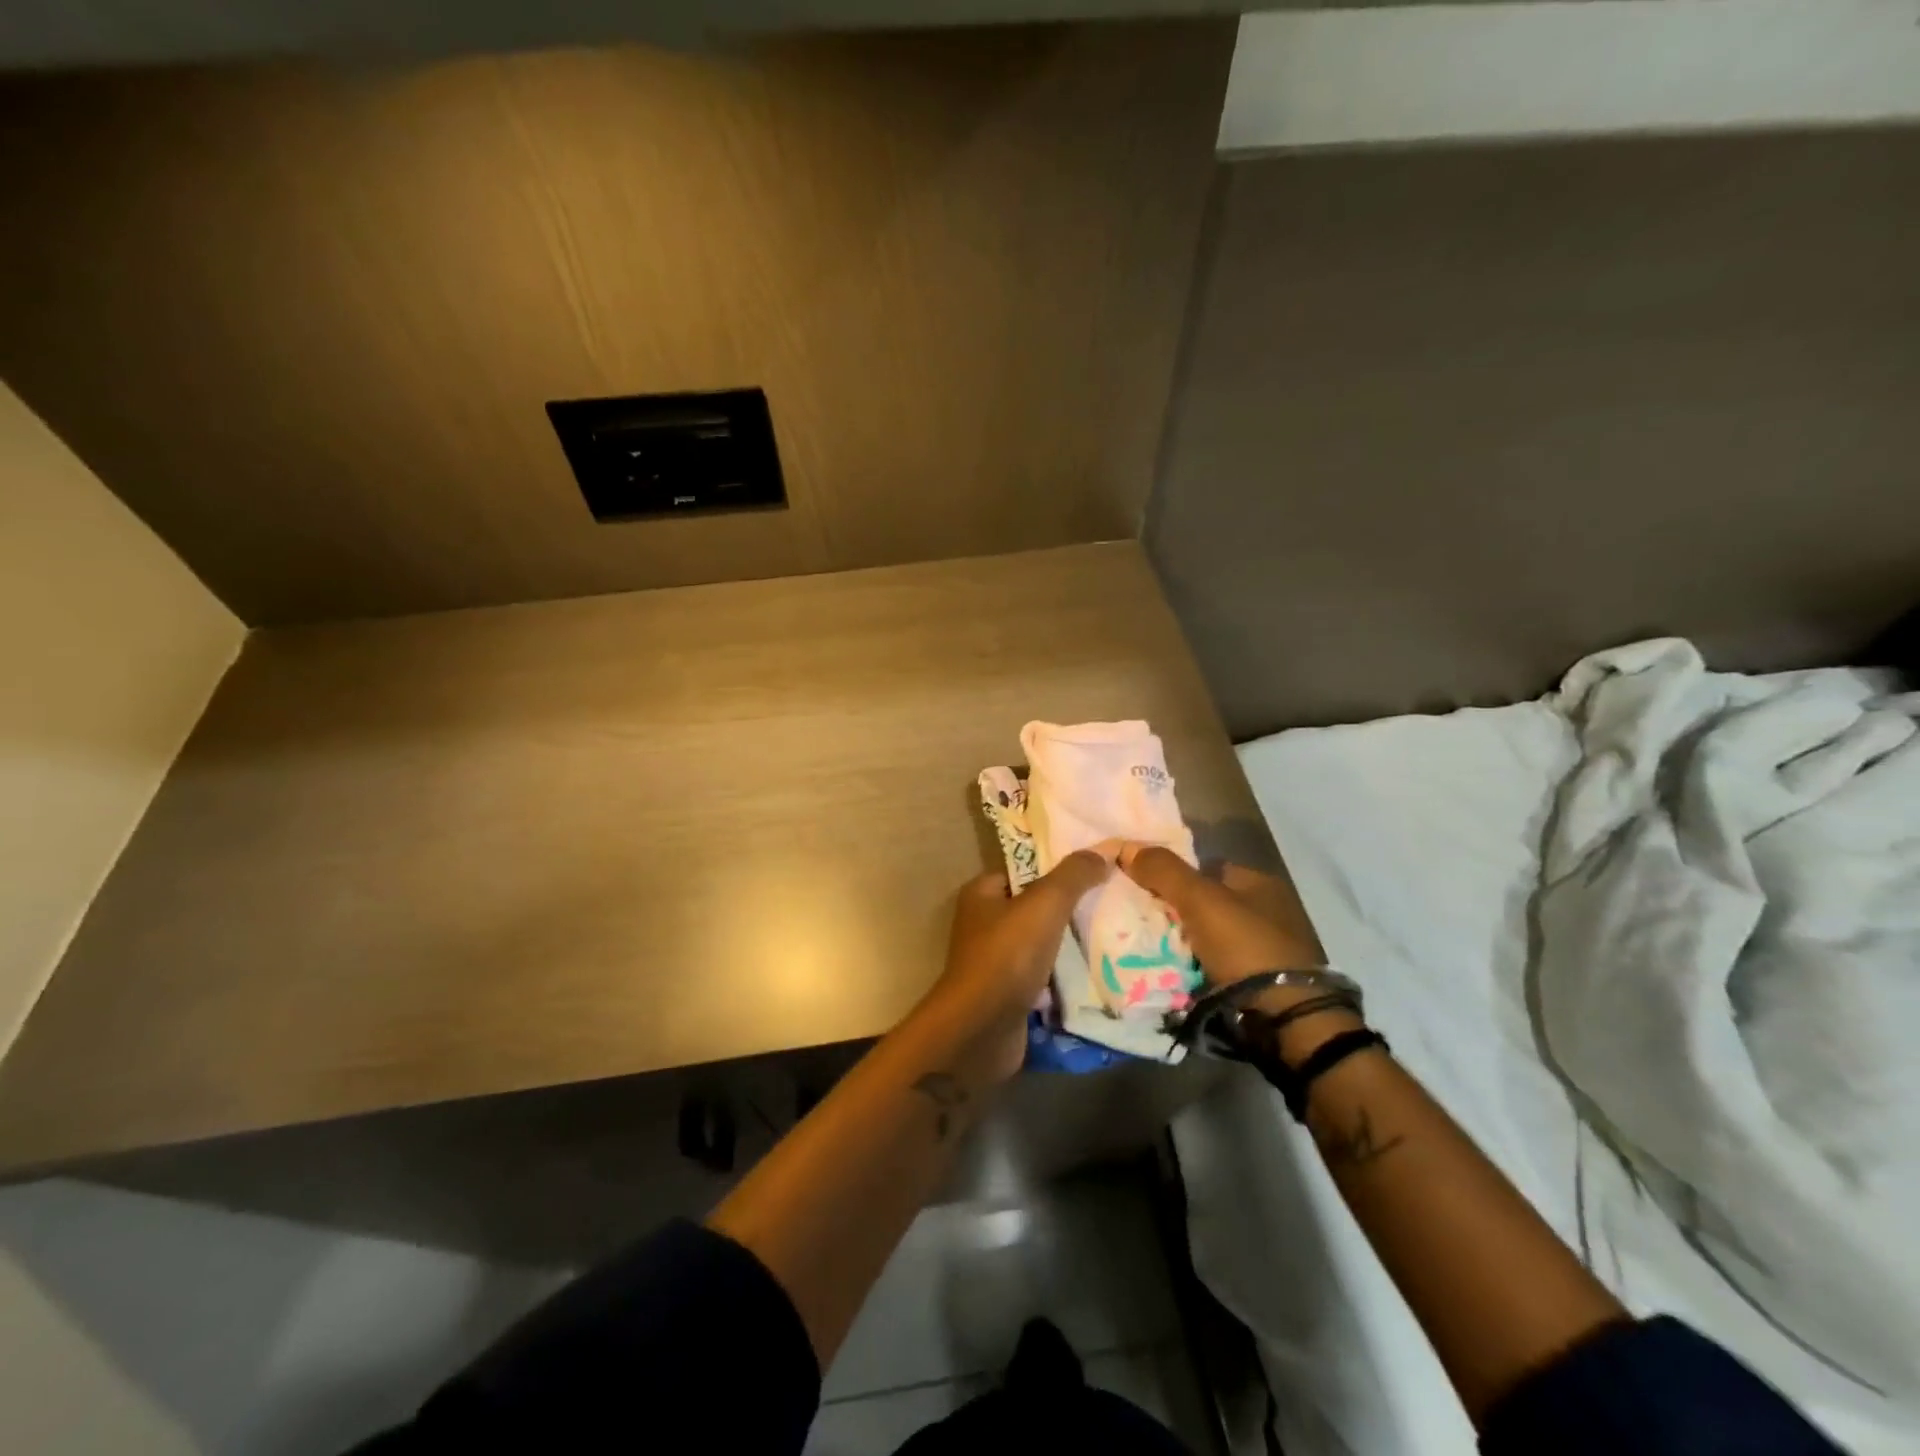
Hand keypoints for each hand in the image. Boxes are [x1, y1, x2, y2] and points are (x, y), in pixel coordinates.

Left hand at [923, 850, 1111, 1081]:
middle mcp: (984, 924)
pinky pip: (1044, 976)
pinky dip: (1066, 976)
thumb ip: (1073, 876)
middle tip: (1114, 902)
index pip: (1025, 869)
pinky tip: (1100, 972)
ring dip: (1072, 943)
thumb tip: (1101, 853)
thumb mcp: (1043, 904)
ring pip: (1043, 943)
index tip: (1098, 869)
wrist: (981, 1030)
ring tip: (1116, 934)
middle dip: (1071, 907)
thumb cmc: (1006, 956)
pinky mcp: (1009, 994)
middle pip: (1036, 907)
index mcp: (982, 894)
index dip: (1059, 867)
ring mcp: (996, 961)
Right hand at [1118, 844, 1328, 1012]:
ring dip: (1184, 944)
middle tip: (1142, 923)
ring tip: (1150, 952)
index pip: (1206, 868)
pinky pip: (1216, 967)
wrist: (1284, 1017)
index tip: (1143, 890)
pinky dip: (1196, 969)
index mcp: (1260, 883)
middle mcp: (1267, 911)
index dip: (1173, 875)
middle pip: (1206, 904)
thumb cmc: (1245, 945)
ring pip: (1209, 938)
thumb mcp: (1199, 898)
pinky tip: (1175, 974)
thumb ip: (1163, 870)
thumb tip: (1125, 846)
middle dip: (1175, 912)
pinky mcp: (1262, 984)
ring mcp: (1267, 949)